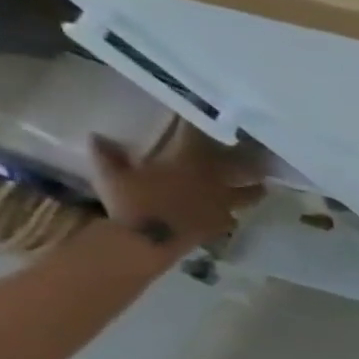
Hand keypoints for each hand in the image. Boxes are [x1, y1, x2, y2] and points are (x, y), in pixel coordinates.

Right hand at [89, 121, 265, 253]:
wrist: (149, 240)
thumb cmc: (130, 201)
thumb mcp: (111, 174)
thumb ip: (107, 154)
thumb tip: (97, 136)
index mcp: (191, 161)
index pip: (197, 136)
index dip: (198, 126)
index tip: (201, 118)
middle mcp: (216, 180)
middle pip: (244, 166)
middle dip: (250, 159)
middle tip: (258, 153)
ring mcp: (225, 204)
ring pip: (252, 193)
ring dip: (256, 188)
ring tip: (260, 185)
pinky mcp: (223, 225)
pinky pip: (234, 217)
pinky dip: (233, 214)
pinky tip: (233, 213)